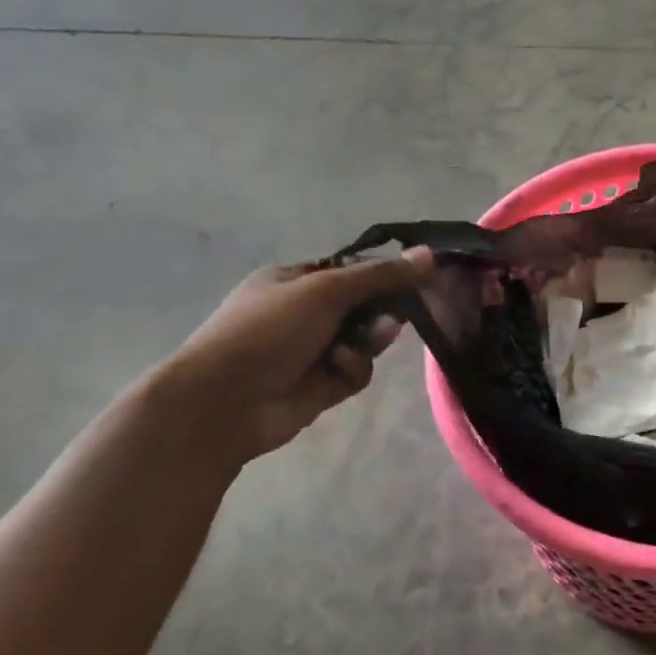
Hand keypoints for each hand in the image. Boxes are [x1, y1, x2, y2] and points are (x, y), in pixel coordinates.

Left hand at [157, 249, 433, 465]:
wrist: (225, 400)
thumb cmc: (269, 329)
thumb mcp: (326, 290)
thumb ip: (381, 275)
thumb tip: (430, 254)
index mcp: (293, 281)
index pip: (350, 272)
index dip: (382, 275)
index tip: (414, 279)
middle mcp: (303, 314)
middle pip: (363, 307)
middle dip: (381, 311)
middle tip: (397, 315)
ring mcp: (311, 352)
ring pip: (364, 341)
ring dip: (370, 340)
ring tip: (368, 342)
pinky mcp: (320, 386)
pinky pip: (355, 371)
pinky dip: (352, 368)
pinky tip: (338, 370)